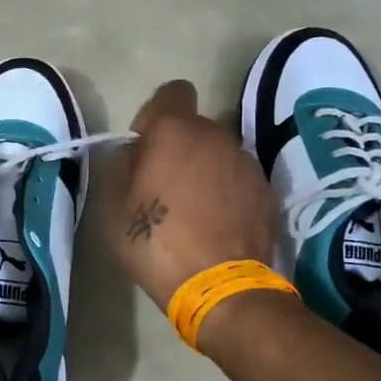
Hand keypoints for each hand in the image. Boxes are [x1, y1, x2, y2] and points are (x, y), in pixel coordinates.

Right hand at [101, 80, 277, 310]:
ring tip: (193, 209)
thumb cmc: (156, 241)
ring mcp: (246, 163)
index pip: (172, 92)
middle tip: (164, 185)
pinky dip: (226, 192)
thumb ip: (121, 166)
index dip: (155, 114)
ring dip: (205, 168)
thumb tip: (135, 153)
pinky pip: (238, 178)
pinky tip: (216, 224)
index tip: (146, 146)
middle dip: (179, 146)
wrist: (220, 287)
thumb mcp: (114, 206)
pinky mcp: (266, 191)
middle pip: (195, 126)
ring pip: (219, 152)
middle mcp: (216, 136)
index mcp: (175, 131)